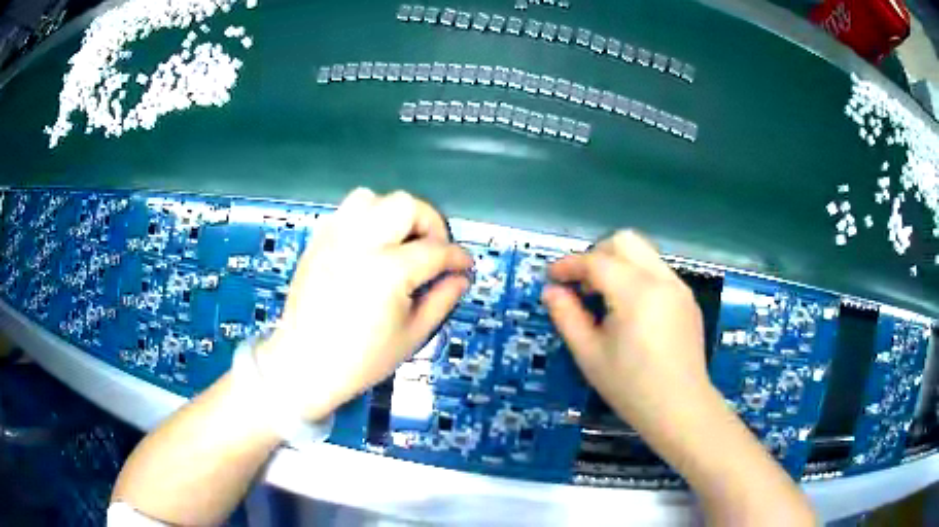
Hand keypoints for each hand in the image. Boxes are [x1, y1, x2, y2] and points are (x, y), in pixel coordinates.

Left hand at [257, 188, 471, 420]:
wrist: (305, 363)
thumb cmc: (361, 359)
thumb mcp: (412, 335)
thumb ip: (442, 300)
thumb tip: (461, 277)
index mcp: (388, 271)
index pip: (436, 250)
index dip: (458, 257)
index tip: (465, 266)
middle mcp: (360, 243)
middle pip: (406, 205)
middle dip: (430, 222)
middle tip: (433, 249)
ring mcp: (335, 238)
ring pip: (372, 198)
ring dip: (393, 214)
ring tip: (399, 242)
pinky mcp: (318, 240)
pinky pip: (346, 212)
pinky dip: (366, 219)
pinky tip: (371, 246)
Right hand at [542, 230, 711, 431]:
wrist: (680, 409)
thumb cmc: (631, 387)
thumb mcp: (589, 355)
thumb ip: (567, 317)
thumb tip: (551, 291)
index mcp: (636, 292)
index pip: (596, 261)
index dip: (569, 265)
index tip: (551, 277)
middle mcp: (661, 279)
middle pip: (624, 241)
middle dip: (596, 254)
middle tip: (581, 284)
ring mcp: (679, 287)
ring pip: (643, 253)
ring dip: (617, 263)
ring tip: (604, 298)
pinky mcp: (687, 299)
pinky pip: (657, 271)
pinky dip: (636, 276)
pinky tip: (630, 310)